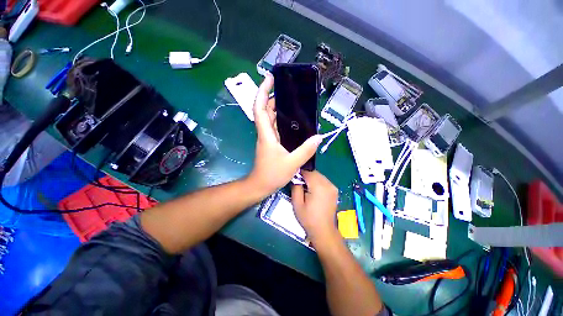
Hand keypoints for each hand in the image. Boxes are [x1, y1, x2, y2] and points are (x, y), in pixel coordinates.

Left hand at [247, 74, 321, 195]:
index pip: (260, 108)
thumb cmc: (272, 174)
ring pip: (270, 118)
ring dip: (276, 107)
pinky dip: (281, 120)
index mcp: (266, 134)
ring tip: (290, 100)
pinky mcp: (271, 143)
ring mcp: (268, 138)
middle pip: (265, 110)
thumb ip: (306, 150)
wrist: (261, 185)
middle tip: (285, 88)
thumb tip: (319, 137)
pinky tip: (292, 120)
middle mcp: (265, 133)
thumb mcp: (292, 163)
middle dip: (271, 96)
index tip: (269, 78)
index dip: (263, 92)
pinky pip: (275, 127)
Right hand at [291, 171, 338, 241]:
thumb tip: (296, 178)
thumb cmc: (308, 218)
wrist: (323, 230)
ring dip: (312, 179)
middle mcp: (328, 184)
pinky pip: (324, 181)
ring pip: (319, 176)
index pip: (307, 172)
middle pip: (314, 173)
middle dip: (306, 176)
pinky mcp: (334, 190)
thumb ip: (296, 187)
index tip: (294, 179)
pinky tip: (314, 191)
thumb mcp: (297, 203)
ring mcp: (333, 187)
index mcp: (319, 187)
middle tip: (299, 185)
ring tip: (306, 188)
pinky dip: (318, 182)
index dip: (299, 174)